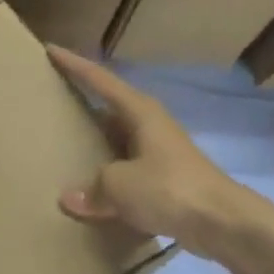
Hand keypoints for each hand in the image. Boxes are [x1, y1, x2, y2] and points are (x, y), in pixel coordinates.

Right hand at [47, 45, 254, 259]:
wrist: (221, 222)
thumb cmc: (169, 188)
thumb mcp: (120, 184)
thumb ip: (92, 186)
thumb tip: (69, 197)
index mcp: (140, 112)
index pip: (100, 80)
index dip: (74, 65)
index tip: (51, 51)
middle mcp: (151, 125)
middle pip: (110, 107)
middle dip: (84, 103)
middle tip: (52, 99)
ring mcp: (159, 152)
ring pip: (118, 140)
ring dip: (96, 143)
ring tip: (64, 146)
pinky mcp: (165, 179)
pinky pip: (126, 169)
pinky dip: (108, 175)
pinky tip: (91, 187)